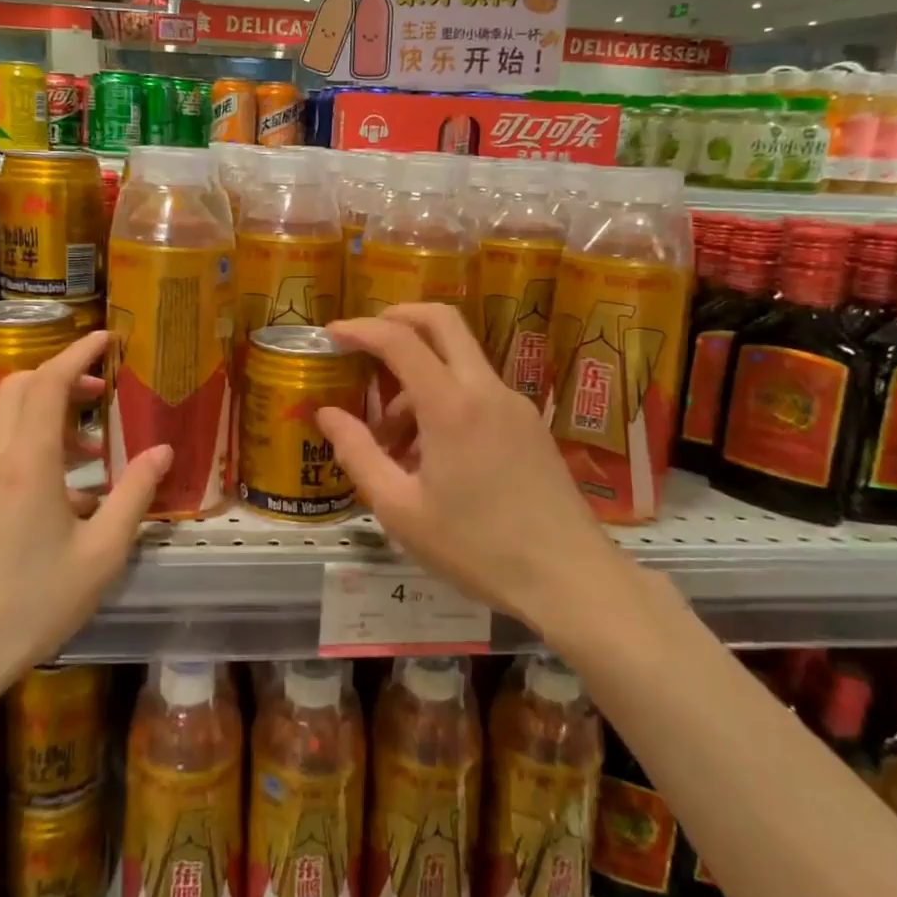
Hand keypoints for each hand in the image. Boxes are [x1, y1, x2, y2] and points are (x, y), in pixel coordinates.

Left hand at [0, 331, 170, 707]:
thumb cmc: (33, 605)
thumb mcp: (101, 554)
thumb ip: (134, 495)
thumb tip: (162, 452)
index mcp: (27, 464)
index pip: (48, 382)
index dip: (77, 353)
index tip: (105, 338)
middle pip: (19, 389)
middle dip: (61, 378)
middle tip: (99, 395)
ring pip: (4, 424)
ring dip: (45, 421)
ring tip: (86, 460)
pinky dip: (24, 453)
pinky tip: (49, 503)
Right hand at [318, 304, 617, 634]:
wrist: (570, 579)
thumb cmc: (476, 547)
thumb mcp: (400, 509)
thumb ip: (357, 454)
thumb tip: (326, 414)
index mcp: (451, 406)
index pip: (400, 341)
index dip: (361, 329)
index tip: (333, 333)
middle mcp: (486, 390)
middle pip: (443, 322)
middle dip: (400, 317)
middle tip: (366, 338)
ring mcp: (515, 405)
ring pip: (460, 361)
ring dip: (420, 374)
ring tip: (392, 437)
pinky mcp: (531, 425)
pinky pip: (478, 391)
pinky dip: (446, 398)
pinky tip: (432, 452)